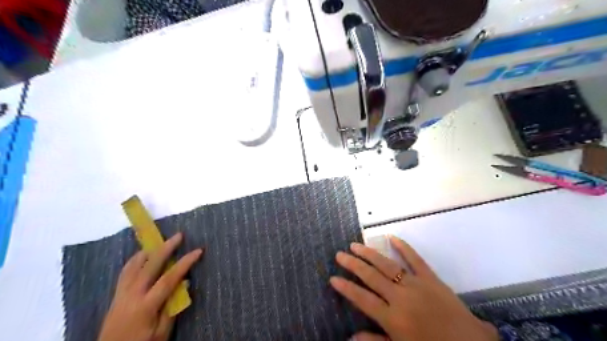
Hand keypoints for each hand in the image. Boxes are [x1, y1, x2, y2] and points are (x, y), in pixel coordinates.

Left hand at [99, 234, 202, 340]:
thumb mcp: (161, 333)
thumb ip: (172, 308)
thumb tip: (184, 284)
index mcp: (146, 305)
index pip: (169, 278)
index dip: (185, 263)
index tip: (198, 251)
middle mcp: (132, 295)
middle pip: (150, 265)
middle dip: (166, 248)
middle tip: (179, 235)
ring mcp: (121, 293)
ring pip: (134, 265)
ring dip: (149, 251)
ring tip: (159, 242)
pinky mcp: (116, 295)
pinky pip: (125, 271)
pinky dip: (135, 260)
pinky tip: (142, 256)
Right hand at [331, 236, 497, 340]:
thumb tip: (350, 337)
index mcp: (393, 318)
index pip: (362, 299)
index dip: (346, 288)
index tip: (333, 277)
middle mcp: (401, 297)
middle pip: (371, 277)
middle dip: (353, 265)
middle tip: (339, 254)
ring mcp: (416, 284)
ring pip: (387, 265)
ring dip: (369, 254)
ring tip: (355, 245)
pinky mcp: (431, 278)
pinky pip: (415, 259)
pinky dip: (404, 247)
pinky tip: (392, 237)